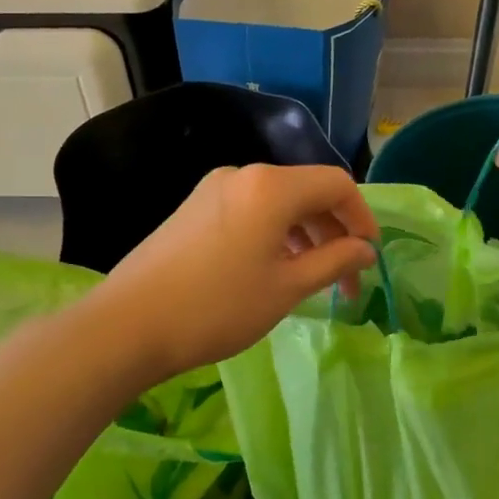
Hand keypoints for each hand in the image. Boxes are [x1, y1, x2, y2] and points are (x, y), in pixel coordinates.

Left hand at [96, 163, 378, 377]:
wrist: (129, 324)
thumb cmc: (218, 307)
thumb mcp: (286, 288)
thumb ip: (334, 261)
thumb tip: (364, 249)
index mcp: (272, 186)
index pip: (336, 185)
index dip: (362, 218)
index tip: (369, 257)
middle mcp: (244, 174)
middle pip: (307, 191)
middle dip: (334, 232)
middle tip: (345, 280)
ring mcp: (213, 189)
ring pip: (278, 203)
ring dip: (305, 235)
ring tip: (311, 279)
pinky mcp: (194, 208)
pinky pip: (250, 210)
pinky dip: (274, 234)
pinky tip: (273, 269)